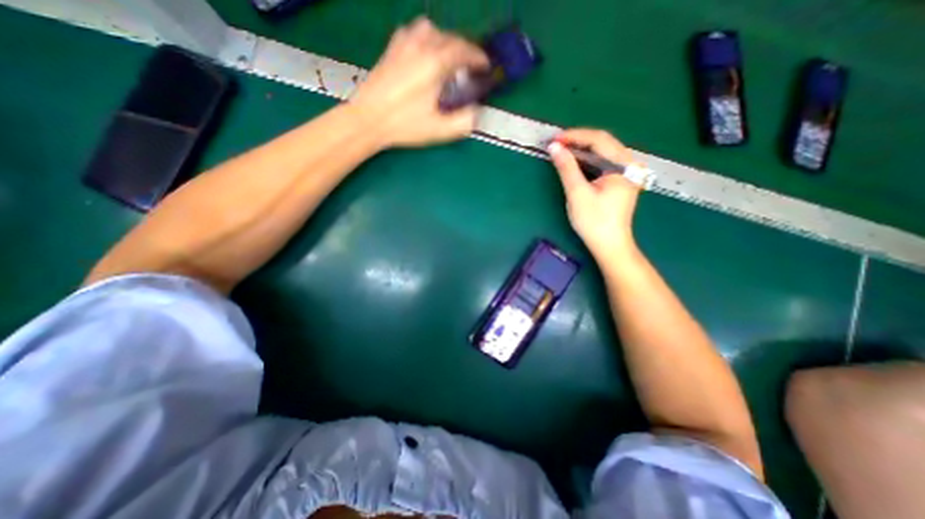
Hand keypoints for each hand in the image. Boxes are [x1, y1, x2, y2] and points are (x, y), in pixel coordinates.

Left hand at [348, 18, 490, 147]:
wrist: (368, 119)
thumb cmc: (404, 125)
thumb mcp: (439, 130)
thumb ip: (464, 121)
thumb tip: (476, 112)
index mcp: (435, 63)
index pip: (465, 51)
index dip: (479, 58)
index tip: (485, 66)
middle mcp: (421, 46)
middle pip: (451, 37)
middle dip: (465, 51)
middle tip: (471, 67)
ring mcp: (404, 44)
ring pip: (433, 30)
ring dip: (447, 42)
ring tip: (450, 60)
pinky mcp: (392, 48)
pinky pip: (415, 32)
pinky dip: (427, 39)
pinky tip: (426, 53)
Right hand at [548, 127, 644, 261]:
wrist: (609, 245)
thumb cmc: (594, 221)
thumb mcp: (577, 194)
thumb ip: (567, 168)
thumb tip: (554, 147)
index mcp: (624, 165)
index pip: (599, 139)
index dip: (575, 136)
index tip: (554, 139)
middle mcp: (629, 164)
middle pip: (603, 143)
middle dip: (578, 141)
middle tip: (555, 145)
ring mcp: (627, 172)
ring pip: (602, 152)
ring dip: (581, 150)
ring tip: (561, 151)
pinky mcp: (621, 180)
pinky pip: (603, 162)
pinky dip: (587, 160)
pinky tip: (575, 163)